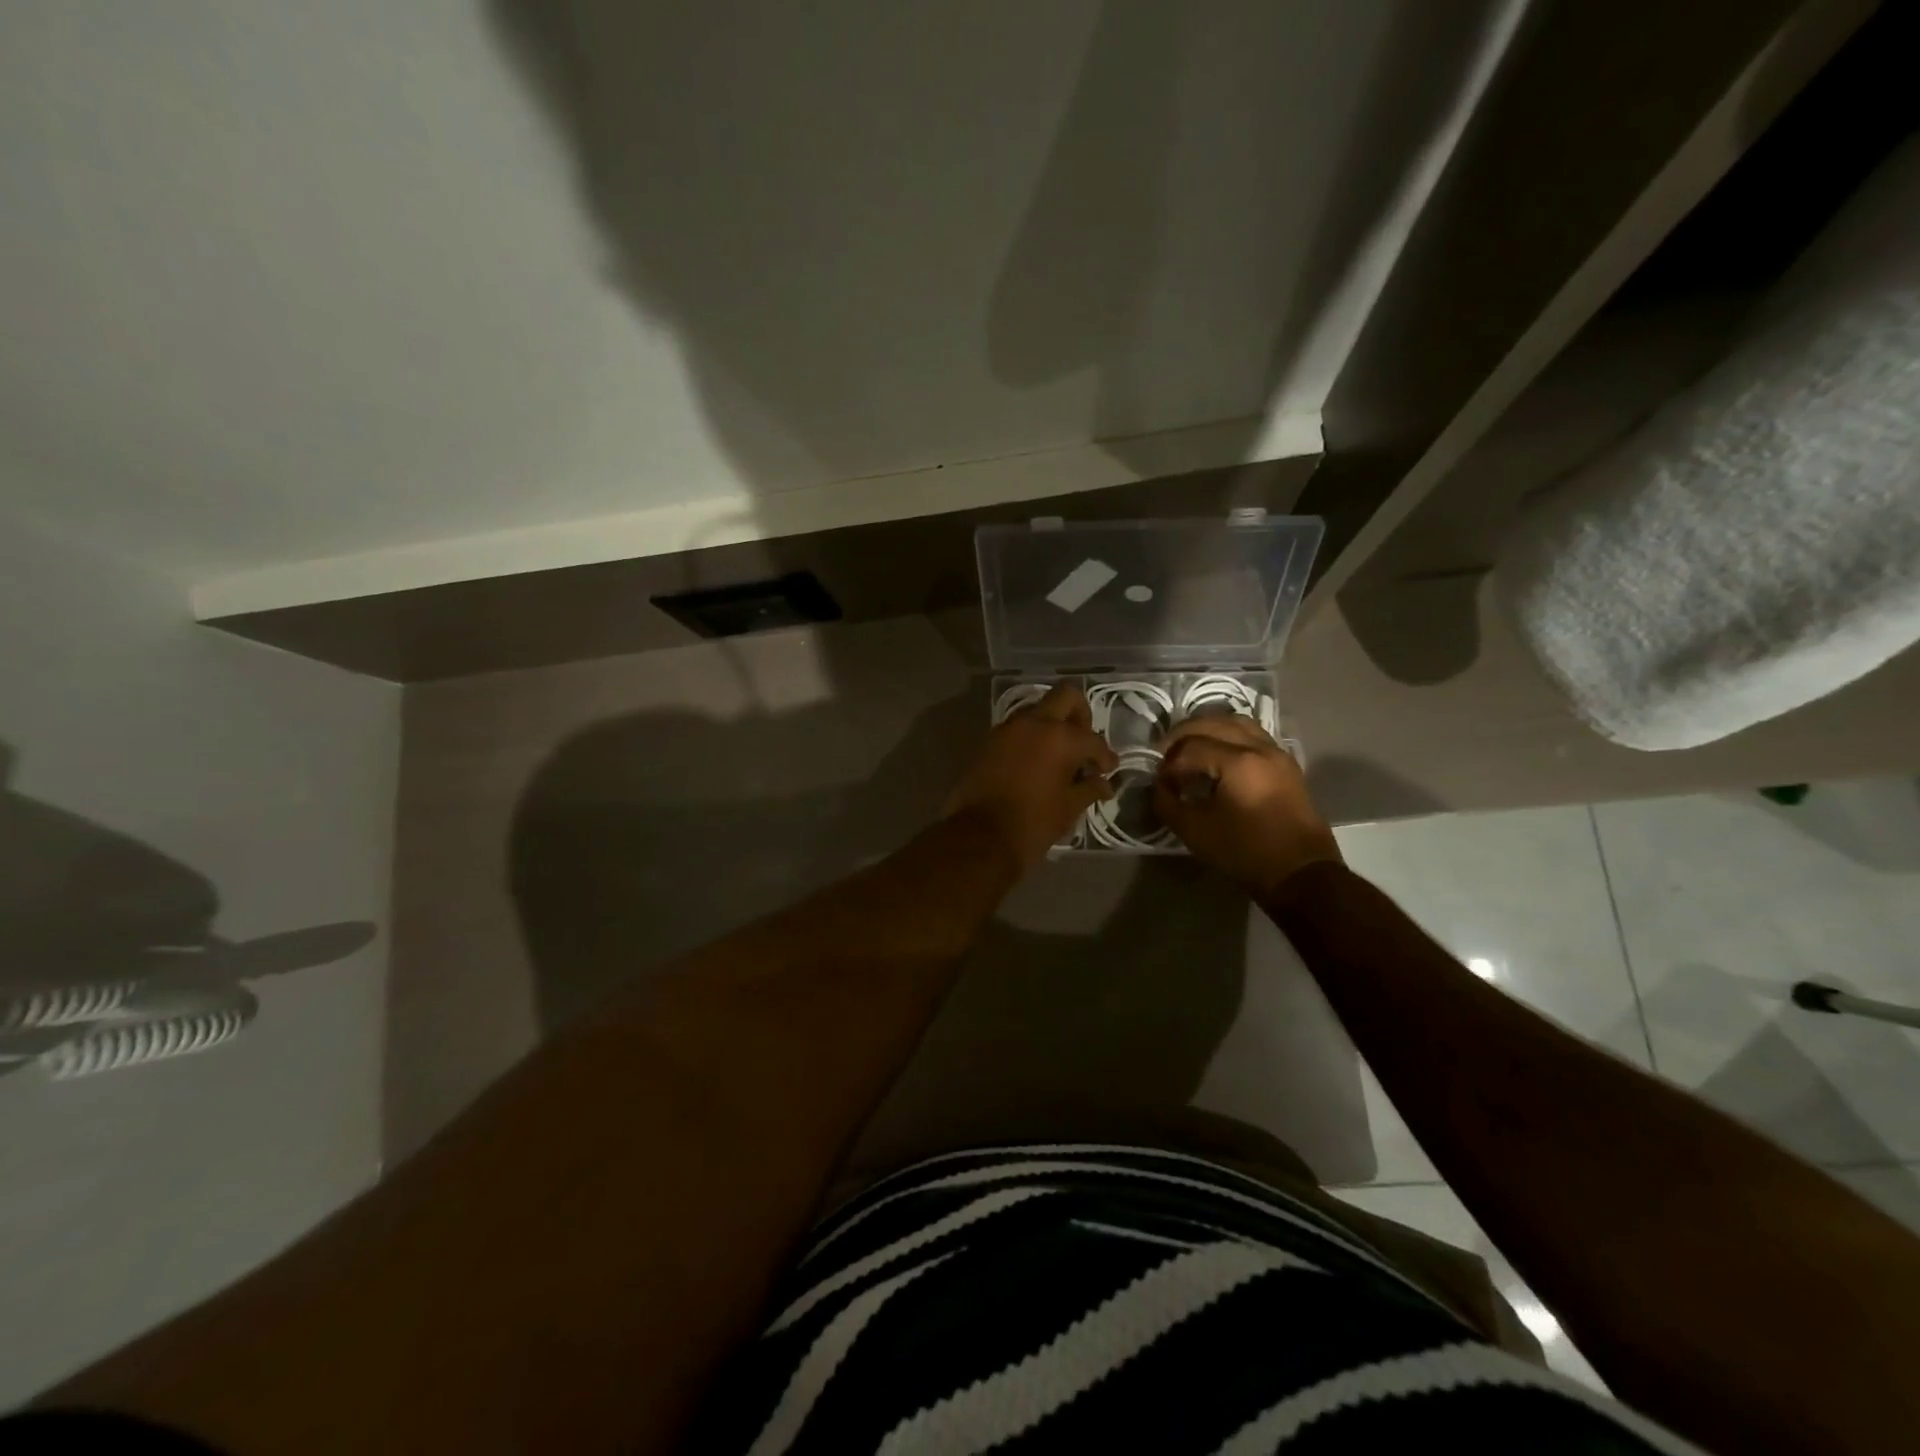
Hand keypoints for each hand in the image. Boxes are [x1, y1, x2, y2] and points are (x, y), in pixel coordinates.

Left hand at [944, 683, 1116, 872]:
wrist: (979, 837)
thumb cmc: (1033, 823)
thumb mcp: (1069, 808)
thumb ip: (1090, 789)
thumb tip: (1103, 784)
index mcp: (1060, 737)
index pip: (1092, 738)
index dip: (1105, 756)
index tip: (1107, 770)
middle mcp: (1033, 723)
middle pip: (1065, 696)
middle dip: (1080, 715)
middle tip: (1083, 744)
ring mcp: (1006, 729)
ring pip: (1037, 710)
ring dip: (1051, 725)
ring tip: (1059, 756)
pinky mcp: (987, 742)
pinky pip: (1016, 729)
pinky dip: (1030, 738)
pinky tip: (1035, 763)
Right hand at [1153, 715, 1340, 897]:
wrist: (1300, 874)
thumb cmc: (1245, 852)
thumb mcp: (1195, 831)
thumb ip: (1168, 803)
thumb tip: (1160, 786)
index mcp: (1238, 762)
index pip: (1190, 747)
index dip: (1168, 762)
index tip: (1159, 781)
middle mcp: (1259, 747)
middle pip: (1213, 723)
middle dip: (1182, 736)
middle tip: (1165, 754)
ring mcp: (1277, 753)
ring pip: (1236, 722)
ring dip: (1208, 729)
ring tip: (1190, 748)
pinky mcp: (1286, 764)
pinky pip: (1253, 735)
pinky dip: (1229, 736)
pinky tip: (1217, 756)